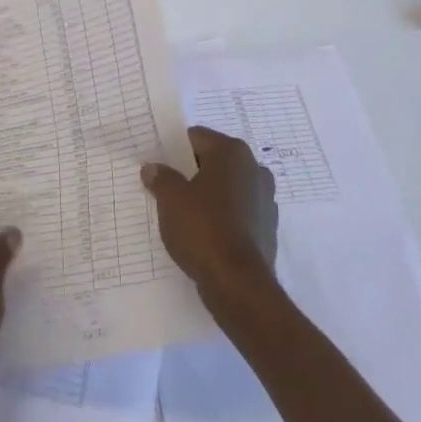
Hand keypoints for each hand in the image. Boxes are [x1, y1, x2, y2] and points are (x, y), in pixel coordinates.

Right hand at [142, 126, 277, 310]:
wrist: (238, 283)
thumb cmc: (203, 228)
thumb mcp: (170, 199)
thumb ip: (161, 178)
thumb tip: (152, 168)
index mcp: (232, 153)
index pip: (197, 138)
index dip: (174, 149)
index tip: (158, 164)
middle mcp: (254, 168)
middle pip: (214, 162)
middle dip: (191, 173)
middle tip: (166, 187)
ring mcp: (265, 199)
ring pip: (227, 188)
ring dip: (208, 195)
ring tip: (182, 213)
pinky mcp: (267, 227)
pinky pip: (237, 212)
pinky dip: (222, 217)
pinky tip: (203, 233)